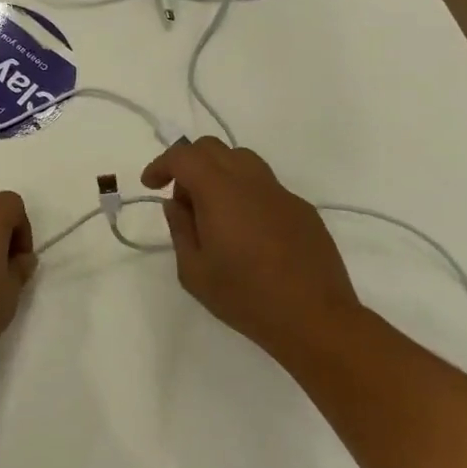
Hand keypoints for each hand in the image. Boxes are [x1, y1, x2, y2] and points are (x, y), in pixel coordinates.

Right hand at [142, 138, 358, 358]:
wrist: (315, 318)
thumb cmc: (246, 297)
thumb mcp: (194, 271)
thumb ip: (180, 229)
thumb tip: (177, 205)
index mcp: (220, 191)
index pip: (184, 157)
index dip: (162, 165)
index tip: (151, 185)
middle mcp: (251, 181)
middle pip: (213, 148)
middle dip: (188, 163)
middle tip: (182, 199)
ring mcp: (281, 193)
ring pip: (242, 160)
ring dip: (218, 173)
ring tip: (213, 211)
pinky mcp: (302, 209)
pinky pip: (265, 186)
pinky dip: (245, 194)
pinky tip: (247, 231)